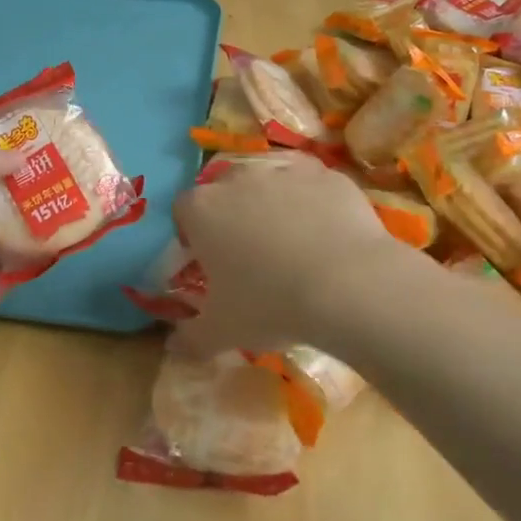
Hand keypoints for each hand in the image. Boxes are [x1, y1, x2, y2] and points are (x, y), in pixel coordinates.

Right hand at [171, 155, 394, 357]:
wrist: (348, 284)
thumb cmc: (270, 304)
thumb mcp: (222, 331)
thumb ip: (190, 338)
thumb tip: (172, 348)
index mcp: (203, 209)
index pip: (184, 210)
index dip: (193, 234)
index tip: (209, 262)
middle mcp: (239, 179)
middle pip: (227, 191)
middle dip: (234, 216)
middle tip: (252, 257)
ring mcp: (285, 172)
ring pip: (271, 185)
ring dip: (276, 207)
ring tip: (295, 248)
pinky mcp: (326, 175)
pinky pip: (313, 187)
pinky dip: (316, 205)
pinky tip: (329, 238)